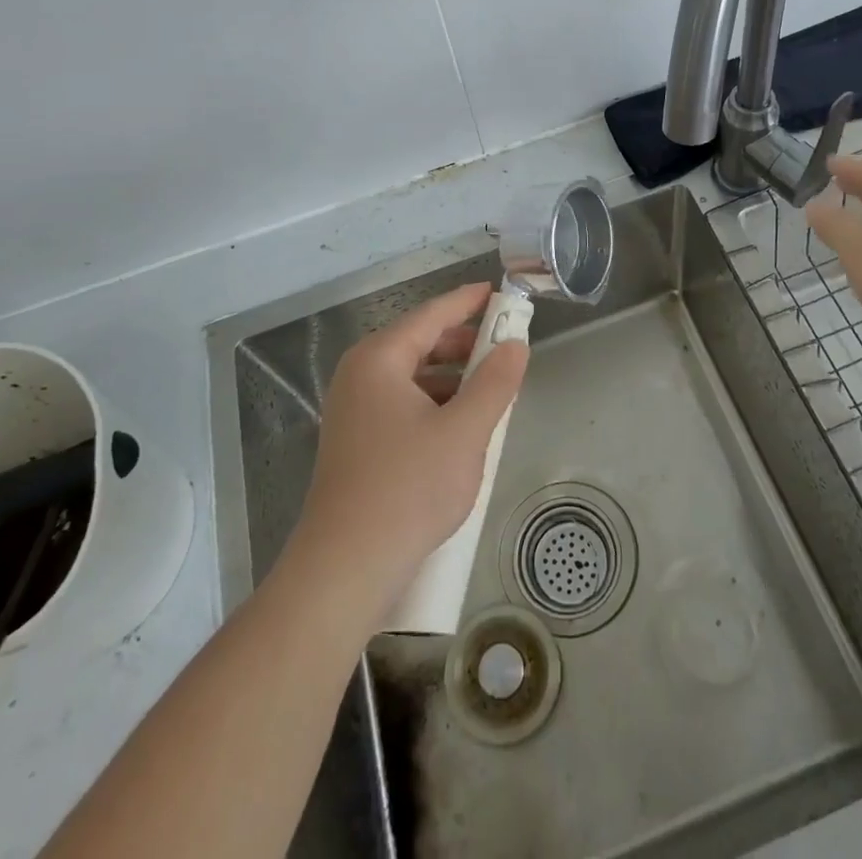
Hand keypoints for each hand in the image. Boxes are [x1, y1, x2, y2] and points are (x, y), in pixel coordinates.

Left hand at [290, 283, 527, 611]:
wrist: (345, 568)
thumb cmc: (408, 488)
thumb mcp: (465, 431)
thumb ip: (495, 382)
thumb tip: (516, 344)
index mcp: (379, 359)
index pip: (431, 315)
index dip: (468, 302)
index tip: (499, 292)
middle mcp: (360, 375)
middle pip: (419, 342)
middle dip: (463, 343)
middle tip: (504, 345)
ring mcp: (353, 409)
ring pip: (412, 376)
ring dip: (452, 377)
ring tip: (490, 388)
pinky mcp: (356, 441)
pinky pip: (402, 403)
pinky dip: (434, 403)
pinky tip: (460, 425)